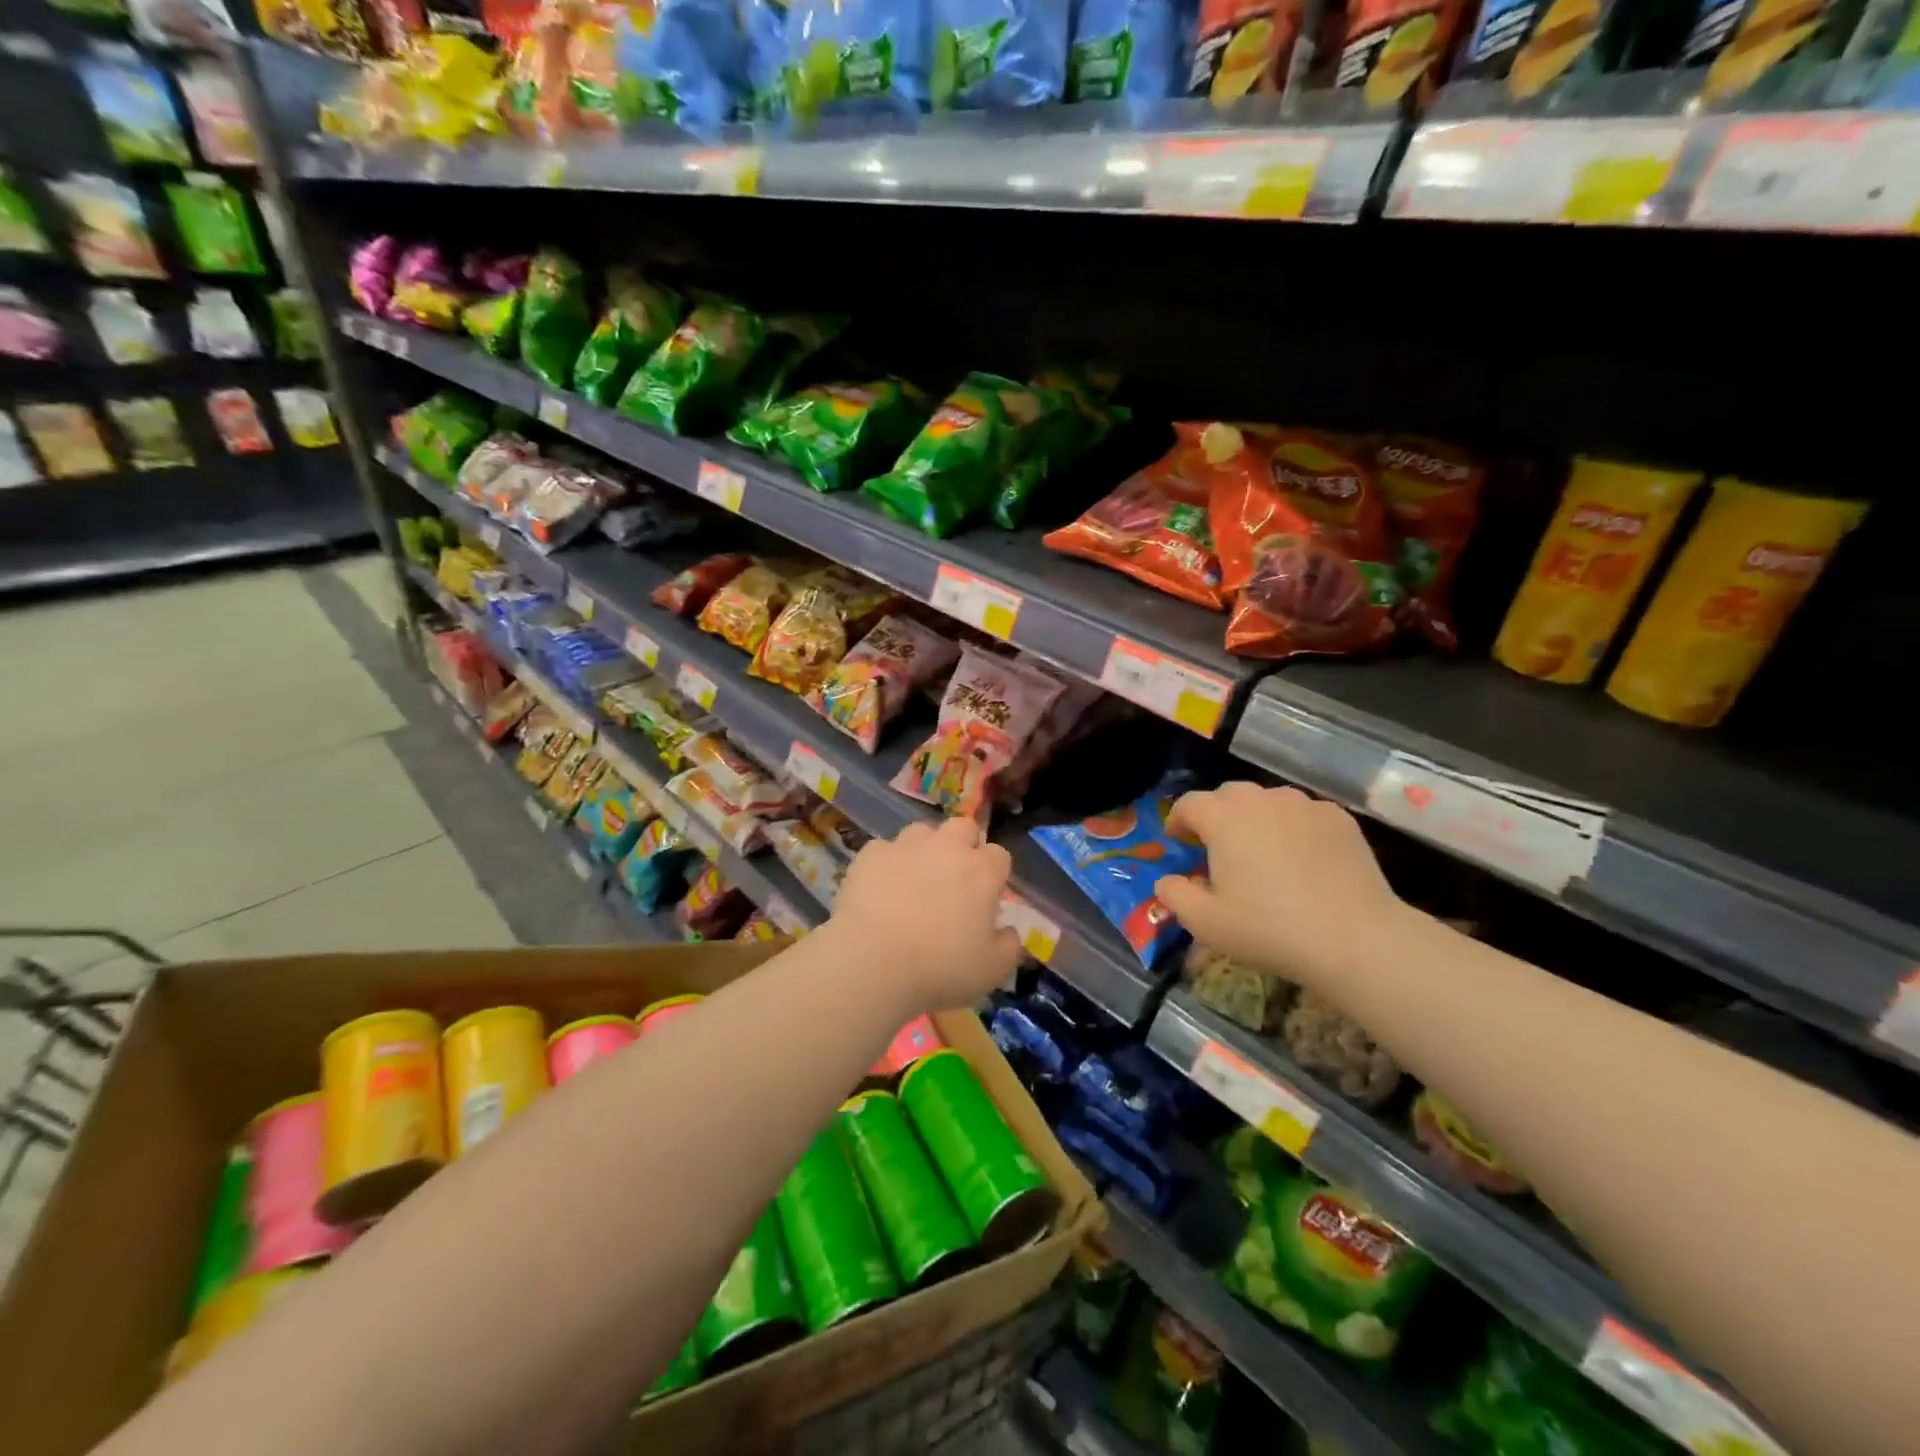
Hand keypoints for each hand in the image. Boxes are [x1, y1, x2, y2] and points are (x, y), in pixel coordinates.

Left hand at [831, 817, 1022, 1013]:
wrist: (872, 962)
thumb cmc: (940, 968)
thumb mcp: (992, 970)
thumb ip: (1010, 947)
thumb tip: (1010, 932)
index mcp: (982, 871)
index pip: (999, 855)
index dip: (994, 874)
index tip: (986, 897)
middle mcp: (947, 847)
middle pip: (964, 827)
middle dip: (963, 845)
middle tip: (954, 879)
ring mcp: (906, 846)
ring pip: (922, 832)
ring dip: (924, 849)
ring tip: (914, 880)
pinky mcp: (870, 854)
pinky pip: (884, 849)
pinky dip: (886, 864)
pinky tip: (880, 889)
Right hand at [1154, 782, 1404, 991]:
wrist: (1354, 938)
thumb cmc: (1269, 929)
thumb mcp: (1206, 923)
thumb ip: (1175, 896)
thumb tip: (1166, 881)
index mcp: (1223, 818)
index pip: (1190, 803)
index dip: (1178, 819)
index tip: (1178, 840)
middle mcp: (1261, 800)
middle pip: (1229, 794)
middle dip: (1217, 814)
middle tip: (1218, 847)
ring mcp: (1304, 805)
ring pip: (1269, 800)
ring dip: (1256, 818)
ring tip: (1262, 851)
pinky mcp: (1339, 818)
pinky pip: (1304, 814)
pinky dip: (1293, 827)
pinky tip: (1302, 859)